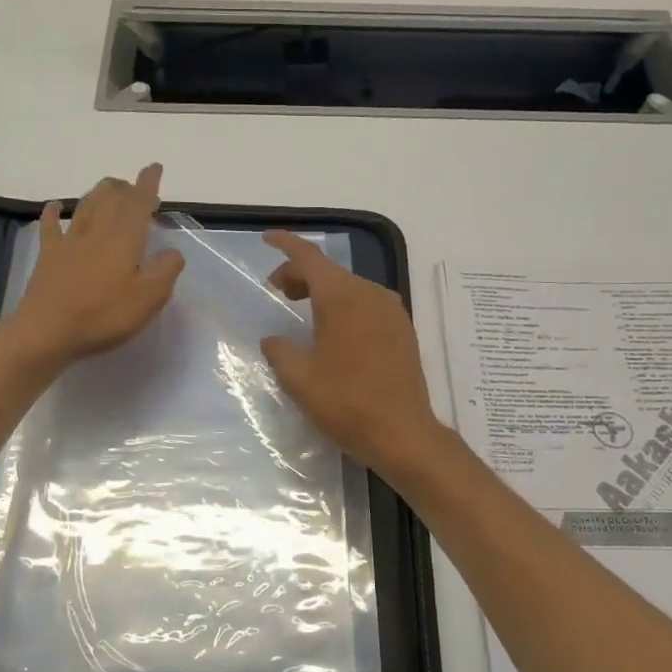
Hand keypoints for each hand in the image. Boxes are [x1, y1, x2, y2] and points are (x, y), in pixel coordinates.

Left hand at [8, 164, 184, 366]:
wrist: (47, 331)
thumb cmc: (104, 315)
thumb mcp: (149, 298)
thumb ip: (166, 270)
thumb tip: (173, 252)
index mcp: (125, 238)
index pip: (139, 203)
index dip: (148, 184)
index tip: (154, 168)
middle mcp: (97, 230)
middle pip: (111, 197)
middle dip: (126, 187)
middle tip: (135, 187)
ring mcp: (70, 241)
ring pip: (86, 204)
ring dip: (100, 192)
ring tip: (110, 188)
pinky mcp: (49, 255)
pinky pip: (51, 225)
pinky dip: (55, 211)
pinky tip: (56, 205)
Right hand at [259, 230, 447, 474]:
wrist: (403, 433)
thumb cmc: (346, 402)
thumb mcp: (299, 378)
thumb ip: (280, 351)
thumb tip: (274, 340)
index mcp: (342, 297)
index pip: (309, 257)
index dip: (286, 245)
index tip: (268, 238)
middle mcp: (370, 293)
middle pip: (330, 272)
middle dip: (300, 275)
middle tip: (278, 292)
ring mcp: (391, 311)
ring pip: (350, 287)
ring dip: (323, 291)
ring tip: (302, 310)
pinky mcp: (403, 330)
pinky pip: (367, 304)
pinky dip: (344, 306)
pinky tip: (334, 330)